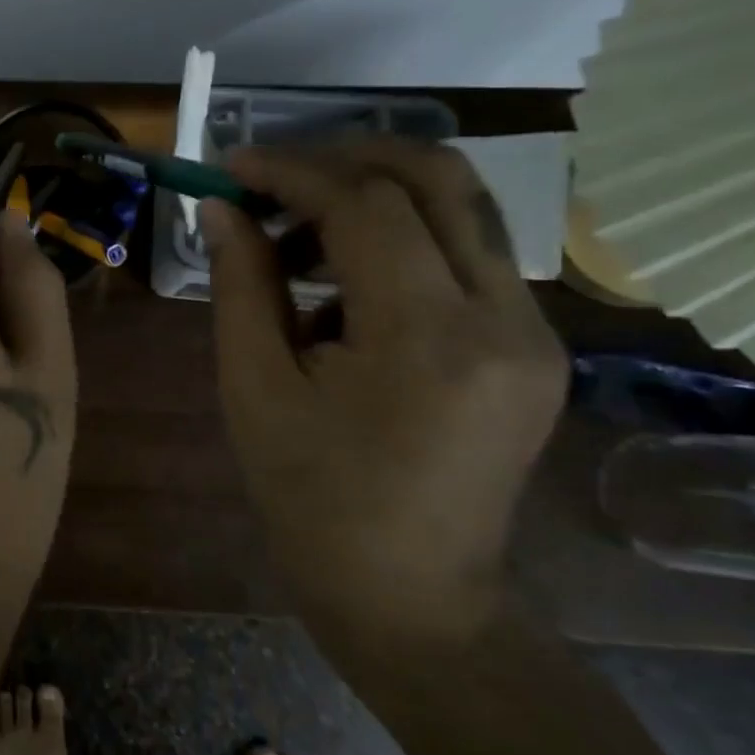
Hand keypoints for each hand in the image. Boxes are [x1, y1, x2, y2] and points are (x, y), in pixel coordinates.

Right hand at [200, 137, 567, 644]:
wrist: (411, 597)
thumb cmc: (311, 501)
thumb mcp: (254, 388)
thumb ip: (241, 284)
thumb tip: (221, 208)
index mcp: (429, 338)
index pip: (367, 204)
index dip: (292, 170)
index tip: (231, 167)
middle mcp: (505, 318)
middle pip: (439, 177)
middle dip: (345, 157)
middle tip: (273, 179)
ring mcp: (533, 332)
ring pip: (460, 210)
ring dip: (371, 200)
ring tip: (293, 245)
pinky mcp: (533, 347)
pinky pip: (465, 258)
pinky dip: (398, 245)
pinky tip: (340, 294)